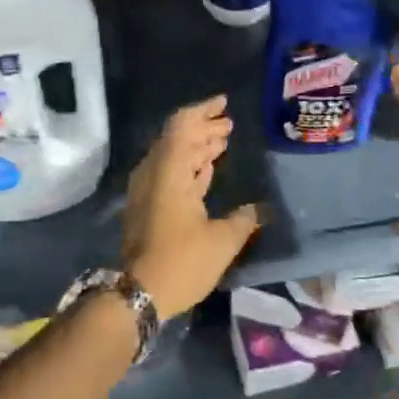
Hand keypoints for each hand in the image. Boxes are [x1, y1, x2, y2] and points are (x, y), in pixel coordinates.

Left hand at [122, 95, 259, 317]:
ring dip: (196, 147)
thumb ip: (244, 219)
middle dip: (203, 128)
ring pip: (172, 157)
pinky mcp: (147, 207)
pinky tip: (206, 171)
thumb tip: (262, 208)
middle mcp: (153, 173)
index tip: (224, 104)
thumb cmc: (181, 262)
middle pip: (176, 138)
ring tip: (222, 142)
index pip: (183, 126)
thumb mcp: (222, 241)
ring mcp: (147, 190)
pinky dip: (188, 167)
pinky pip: (169, 174)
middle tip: (229, 125)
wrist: (137, 294)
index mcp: (169, 171)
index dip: (203, 111)